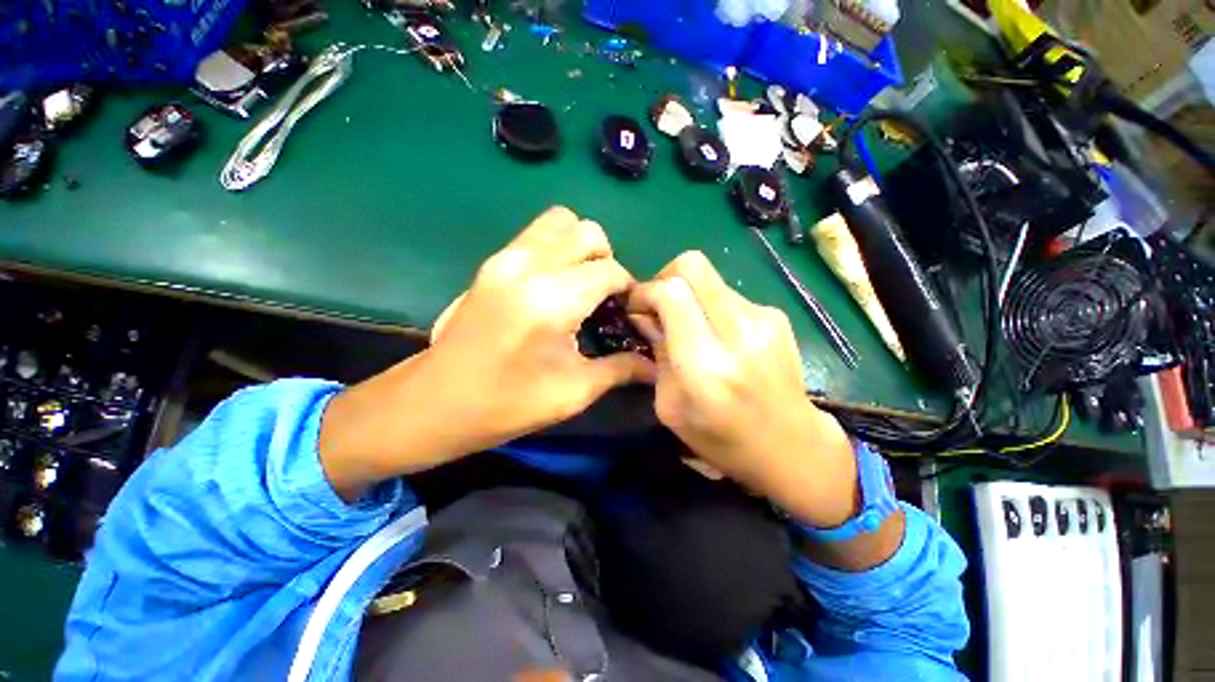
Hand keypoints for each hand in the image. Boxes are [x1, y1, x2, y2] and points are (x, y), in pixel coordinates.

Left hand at [319, 207, 653, 498]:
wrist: (437, 402)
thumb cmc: (508, 404)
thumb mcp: (574, 392)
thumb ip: (621, 368)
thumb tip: (655, 363)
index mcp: (552, 299)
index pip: (610, 270)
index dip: (628, 289)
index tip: (627, 313)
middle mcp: (529, 265)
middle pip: (587, 232)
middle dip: (606, 260)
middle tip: (603, 298)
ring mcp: (505, 257)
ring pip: (560, 222)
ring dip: (580, 248)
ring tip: (580, 286)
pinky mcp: (492, 262)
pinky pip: (536, 235)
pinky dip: (557, 249)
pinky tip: (555, 287)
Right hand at [627, 251, 858, 527]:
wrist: (791, 446)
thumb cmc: (720, 438)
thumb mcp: (669, 405)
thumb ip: (656, 352)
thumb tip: (644, 313)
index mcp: (704, 365)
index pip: (671, 292)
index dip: (645, 291)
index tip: (636, 307)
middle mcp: (737, 333)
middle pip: (692, 265)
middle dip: (664, 278)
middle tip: (658, 306)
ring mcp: (763, 319)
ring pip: (710, 277)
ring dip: (689, 294)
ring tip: (689, 326)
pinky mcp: (776, 315)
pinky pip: (728, 293)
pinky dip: (711, 306)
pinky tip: (717, 335)